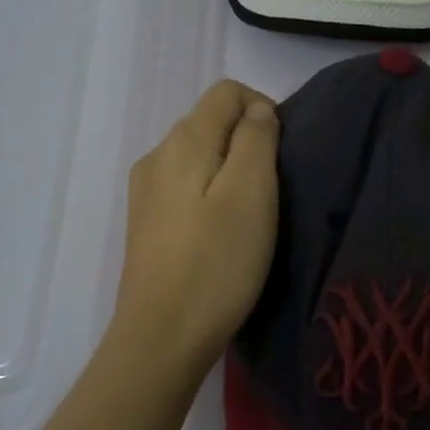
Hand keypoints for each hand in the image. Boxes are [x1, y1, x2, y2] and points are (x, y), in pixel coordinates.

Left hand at [111, 79, 279, 374]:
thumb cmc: (217, 263)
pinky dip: (211, 193)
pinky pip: (185, 186)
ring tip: (251, 214)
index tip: (283, 154)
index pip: (227, 92)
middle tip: (273, 190)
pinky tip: (221, 232)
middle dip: (248, 140)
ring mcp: (146, 191)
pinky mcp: (146, 223)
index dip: (263, 108)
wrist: (162, 337)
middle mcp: (157, 155)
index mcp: (183, 141)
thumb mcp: (251, 193)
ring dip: (230, 169)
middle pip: (210, 121)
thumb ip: (257, 139)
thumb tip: (258, 111)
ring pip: (198, 155)